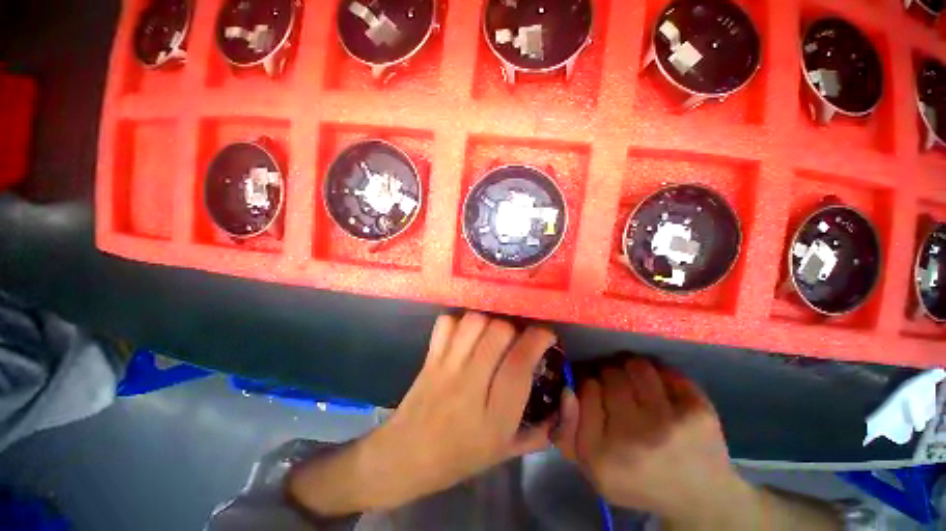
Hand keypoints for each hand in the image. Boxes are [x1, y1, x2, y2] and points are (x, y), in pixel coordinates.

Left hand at [289, 312, 561, 514]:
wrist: (406, 456)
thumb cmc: (458, 457)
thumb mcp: (503, 453)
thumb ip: (536, 432)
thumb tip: (561, 406)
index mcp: (493, 415)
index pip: (519, 364)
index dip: (537, 340)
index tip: (546, 335)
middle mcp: (469, 383)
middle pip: (498, 333)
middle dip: (514, 327)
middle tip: (517, 337)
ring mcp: (446, 366)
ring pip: (474, 322)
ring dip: (490, 320)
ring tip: (493, 332)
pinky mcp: (431, 356)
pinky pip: (447, 323)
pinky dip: (461, 320)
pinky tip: (467, 332)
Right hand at [555, 358, 757, 527]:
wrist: (700, 500)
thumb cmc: (636, 481)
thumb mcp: (591, 468)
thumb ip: (567, 430)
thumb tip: (567, 389)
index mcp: (603, 454)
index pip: (586, 389)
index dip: (589, 386)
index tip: (596, 394)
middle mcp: (636, 436)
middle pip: (610, 374)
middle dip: (609, 376)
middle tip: (616, 389)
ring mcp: (671, 422)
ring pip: (636, 365)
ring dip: (631, 370)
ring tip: (635, 385)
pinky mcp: (699, 411)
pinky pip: (666, 371)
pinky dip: (658, 374)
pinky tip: (658, 389)